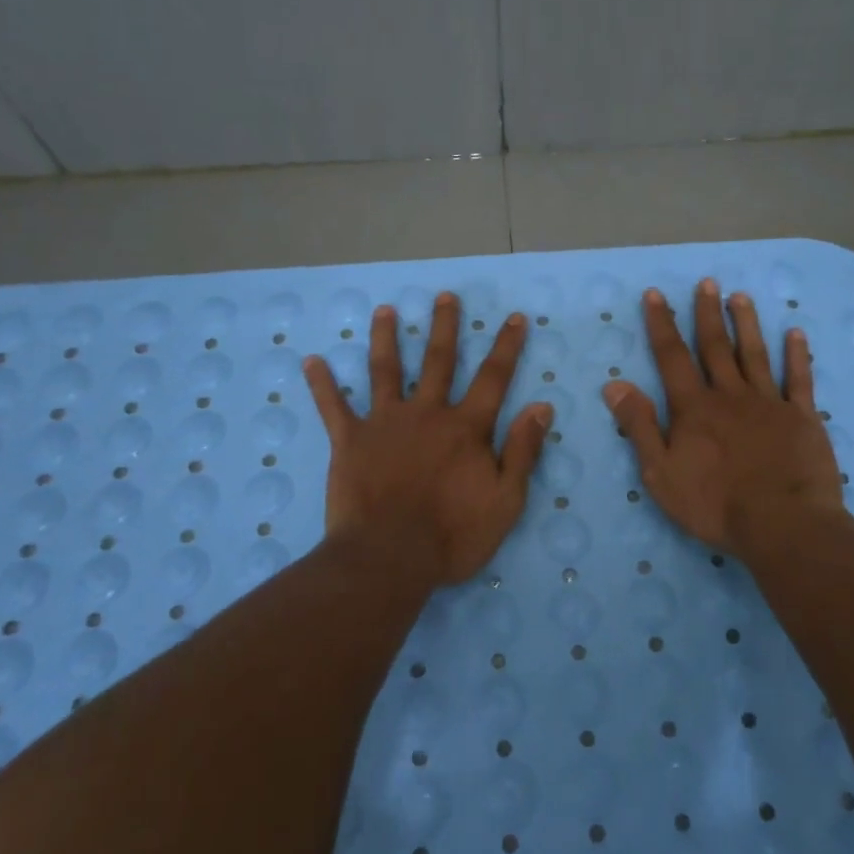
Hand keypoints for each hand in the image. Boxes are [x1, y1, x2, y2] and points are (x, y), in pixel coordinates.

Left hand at [304, 292, 550, 589]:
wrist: (389, 557)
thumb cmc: (453, 534)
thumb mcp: (505, 500)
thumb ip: (523, 450)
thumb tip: (542, 406)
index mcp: (465, 428)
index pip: (493, 378)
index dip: (506, 346)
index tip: (513, 317)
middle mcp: (426, 413)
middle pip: (438, 362)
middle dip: (444, 327)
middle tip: (444, 296)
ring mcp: (384, 424)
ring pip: (385, 371)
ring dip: (385, 338)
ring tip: (384, 311)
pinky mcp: (349, 442)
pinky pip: (333, 407)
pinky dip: (322, 384)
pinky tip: (311, 361)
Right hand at [602, 279, 846, 557]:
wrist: (783, 524)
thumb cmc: (714, 504)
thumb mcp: (660, 472)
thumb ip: (640, 426)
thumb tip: (615, 384)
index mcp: (694, 408)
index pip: (672, 356)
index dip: (662, 324)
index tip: (656, 294)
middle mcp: (730, 395)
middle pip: (716, 347)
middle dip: (707, 313)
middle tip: (707, 282)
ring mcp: (769, 403)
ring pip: (755, 354)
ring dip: (747, 324)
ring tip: (740, 297)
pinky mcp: (802, 417)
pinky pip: (799, 379)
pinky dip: (798, 355)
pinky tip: (796, 334)